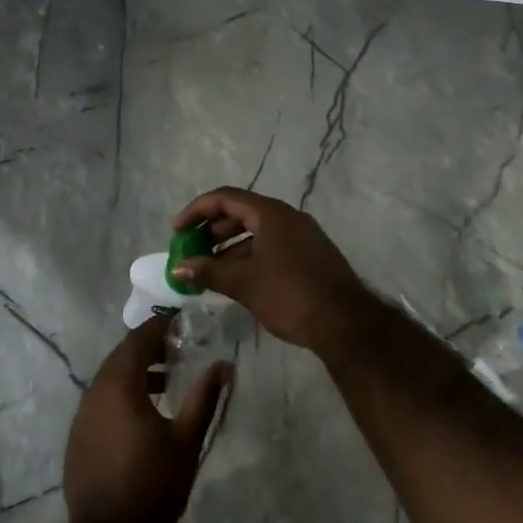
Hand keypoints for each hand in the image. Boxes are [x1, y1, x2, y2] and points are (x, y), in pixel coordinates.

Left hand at [64, 317, 230, 522]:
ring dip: (136, 373)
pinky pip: (101, 401)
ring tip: (167, 382)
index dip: (159, 326)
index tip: (181, 321)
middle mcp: (95, 392)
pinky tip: (143, 414)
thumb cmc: (153, 486)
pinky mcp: (78, 437)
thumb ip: (204, 397)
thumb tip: (224, 365)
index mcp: (119, 384)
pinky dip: (122, 395)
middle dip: (148, 348)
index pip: (138, 339)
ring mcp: (82, 416)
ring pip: (110, 379)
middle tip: (177, 348)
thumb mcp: (186, 440)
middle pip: (121, 356)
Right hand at [171, 187, 372, 354]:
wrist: (346, 324)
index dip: (196, 211)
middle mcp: (287, 217)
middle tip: (191, 250)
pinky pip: (272, 245)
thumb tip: (178, 268)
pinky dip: (250, 256)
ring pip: (257, 231)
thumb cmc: (290, 295)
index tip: (176, 230)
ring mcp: (302, 235)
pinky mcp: (310, 255)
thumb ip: (208, 271)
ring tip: (210, 269)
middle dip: (212, 230)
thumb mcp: (244, 283)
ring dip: (230, 246)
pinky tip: (238, 280)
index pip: (224, 198)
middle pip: (241, 212)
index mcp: (270, 213)